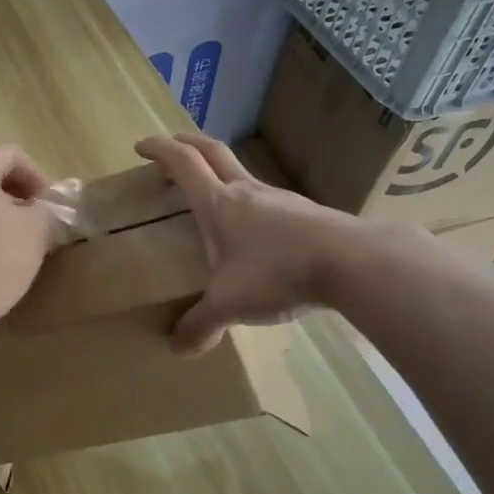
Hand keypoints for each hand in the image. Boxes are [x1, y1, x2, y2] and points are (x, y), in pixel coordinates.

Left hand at [0, 146, 64, 340]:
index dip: (38, 176)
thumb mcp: (36, 229)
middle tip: (38, 217)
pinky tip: (1, 255)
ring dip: (5, 213)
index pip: (12, 155)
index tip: (50, 205)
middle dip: (20, 193)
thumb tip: (45, 211)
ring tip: (24, 239)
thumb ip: (47, 211)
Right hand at [135, 132, 361, 354]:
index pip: (183, 163)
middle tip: (171, 148)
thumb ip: (201, 324)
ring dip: (220, 174)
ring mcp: (279, 199)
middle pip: (212, 152)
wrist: (351, 261)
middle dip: (187, 144)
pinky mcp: (305, 214)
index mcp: (219, 202)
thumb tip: (177, 349)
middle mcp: (246, 192)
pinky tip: (253, 232)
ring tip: (210, 196)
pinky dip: (248, 203)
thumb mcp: (229, 303)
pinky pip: (267, 200)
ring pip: (242, 174)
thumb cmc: (277, 271)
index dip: (160, 150)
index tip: (141, 146)